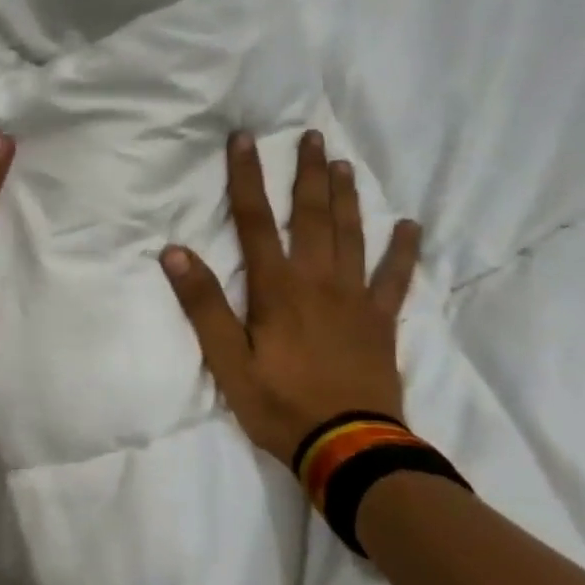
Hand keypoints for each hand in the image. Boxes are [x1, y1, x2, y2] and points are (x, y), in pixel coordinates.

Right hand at [160, 131, 421, 466]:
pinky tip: (409, 226)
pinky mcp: (381, 321)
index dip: (246, 178)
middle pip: (311, 216)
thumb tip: (176, 253)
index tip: (244, 139)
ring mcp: (355, 299)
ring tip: (344, 164)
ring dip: (346, 197)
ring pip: (351, 235)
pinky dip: (403, 251)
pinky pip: (395, 278)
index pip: (254, 221)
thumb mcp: (227, 361)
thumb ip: (204, 305)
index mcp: (277, 288)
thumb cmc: (279, 404)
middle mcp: (318, 281)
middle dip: (307, 173)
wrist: (349, 448)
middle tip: (311, 136)